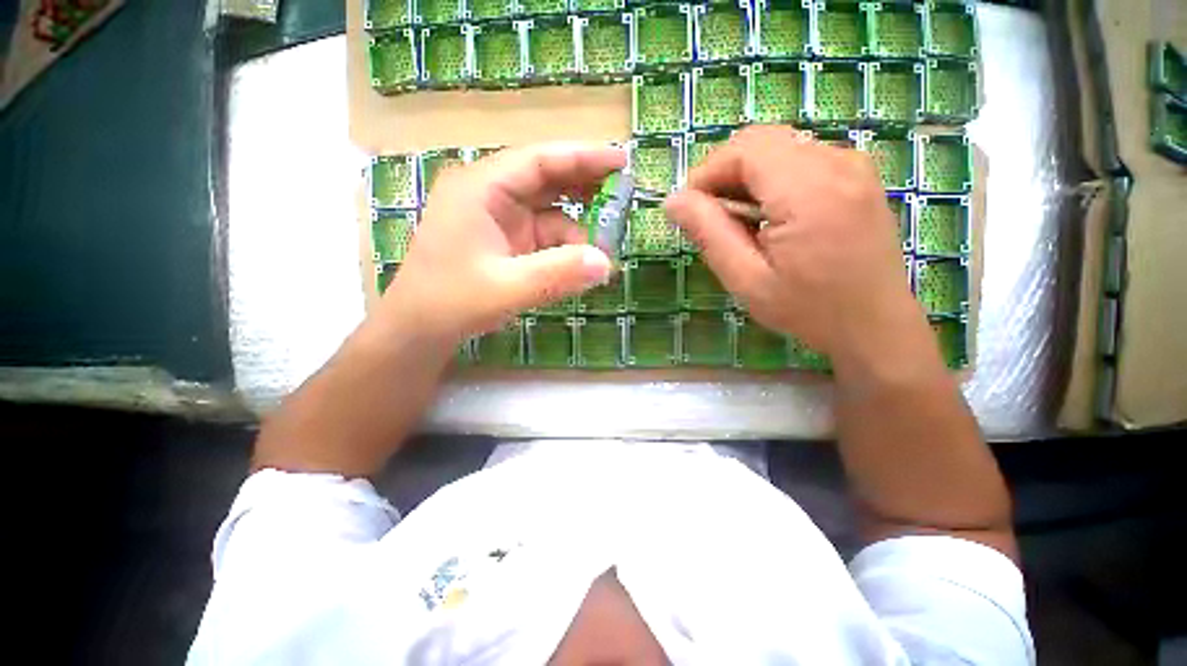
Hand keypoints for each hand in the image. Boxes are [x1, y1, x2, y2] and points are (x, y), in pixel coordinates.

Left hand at [379, 143, 623, 345]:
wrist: (419, 330)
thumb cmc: (450, 302)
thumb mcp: (506, 289)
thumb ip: (557, 274)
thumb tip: (607, 264)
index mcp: (481, 188)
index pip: (539, 160)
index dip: (582, 157)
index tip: (621, 160)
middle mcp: (490, 196)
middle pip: (546, 179)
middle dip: (585, 187)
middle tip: (624, 195)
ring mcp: (499, 220)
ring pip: (549, 212)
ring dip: (579, 227)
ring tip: (608, 243)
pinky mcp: (506, 243)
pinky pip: (544, 237)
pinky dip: (566, 248)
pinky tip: (583, 264)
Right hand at [664, 126, 922, 361]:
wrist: (874, 325)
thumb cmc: (807, 309)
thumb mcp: (746, 279)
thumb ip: (709, 233)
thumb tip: (673, 201)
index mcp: (809, 190)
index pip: (744, 150)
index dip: (707, 172)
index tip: (689, 209)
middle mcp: (836, 163)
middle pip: (762, 141)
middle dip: (724, 172)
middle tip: (709, 215)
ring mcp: (853, 165)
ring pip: (780, 147)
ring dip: (747, 177)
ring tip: (738, 222)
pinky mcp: (857, 175)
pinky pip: (801, 158)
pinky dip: (772, 179)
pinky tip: (768, 216)